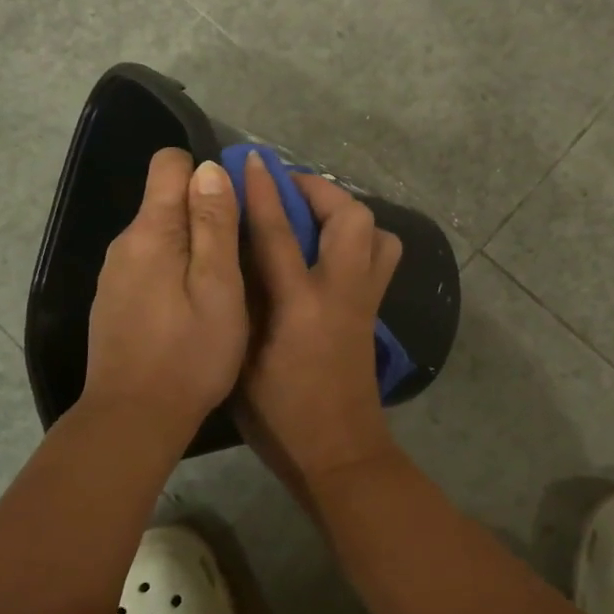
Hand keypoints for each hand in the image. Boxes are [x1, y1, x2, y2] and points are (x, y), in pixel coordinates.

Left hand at [83, 149, 246, 442]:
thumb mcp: (219, 286)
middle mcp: (125, 243)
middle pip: (167, 200)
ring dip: (193, 248)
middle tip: (241, 256)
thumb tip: (209, 167)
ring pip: (162, 237)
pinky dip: (175, 273)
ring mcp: (115, 274)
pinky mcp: (115, 301)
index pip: (170, 163)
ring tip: (222, 288)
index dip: (207, 173)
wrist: (133, 419)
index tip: (235, 208)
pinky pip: (150, 266)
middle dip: (206, 215)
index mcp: (151, 231)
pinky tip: (191, 311)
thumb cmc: (189, 354)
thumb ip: (215, 223)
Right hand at [239, 152, 403, 488]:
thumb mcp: (243, 360)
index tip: (252, 159)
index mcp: (300, 306)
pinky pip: (378, 258)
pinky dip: (358, 240)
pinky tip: (327, 254)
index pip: (279, 232)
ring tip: (314, 219)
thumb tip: (235, 255)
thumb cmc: (280, 416)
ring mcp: (365, 302)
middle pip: (351, 219)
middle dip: (321, 191)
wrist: (340, 454)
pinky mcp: (374, 314)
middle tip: (289, 190)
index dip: (263, 190)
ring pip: (378, 235)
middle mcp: (341, 293)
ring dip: (347, 214)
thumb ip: (242, 303)